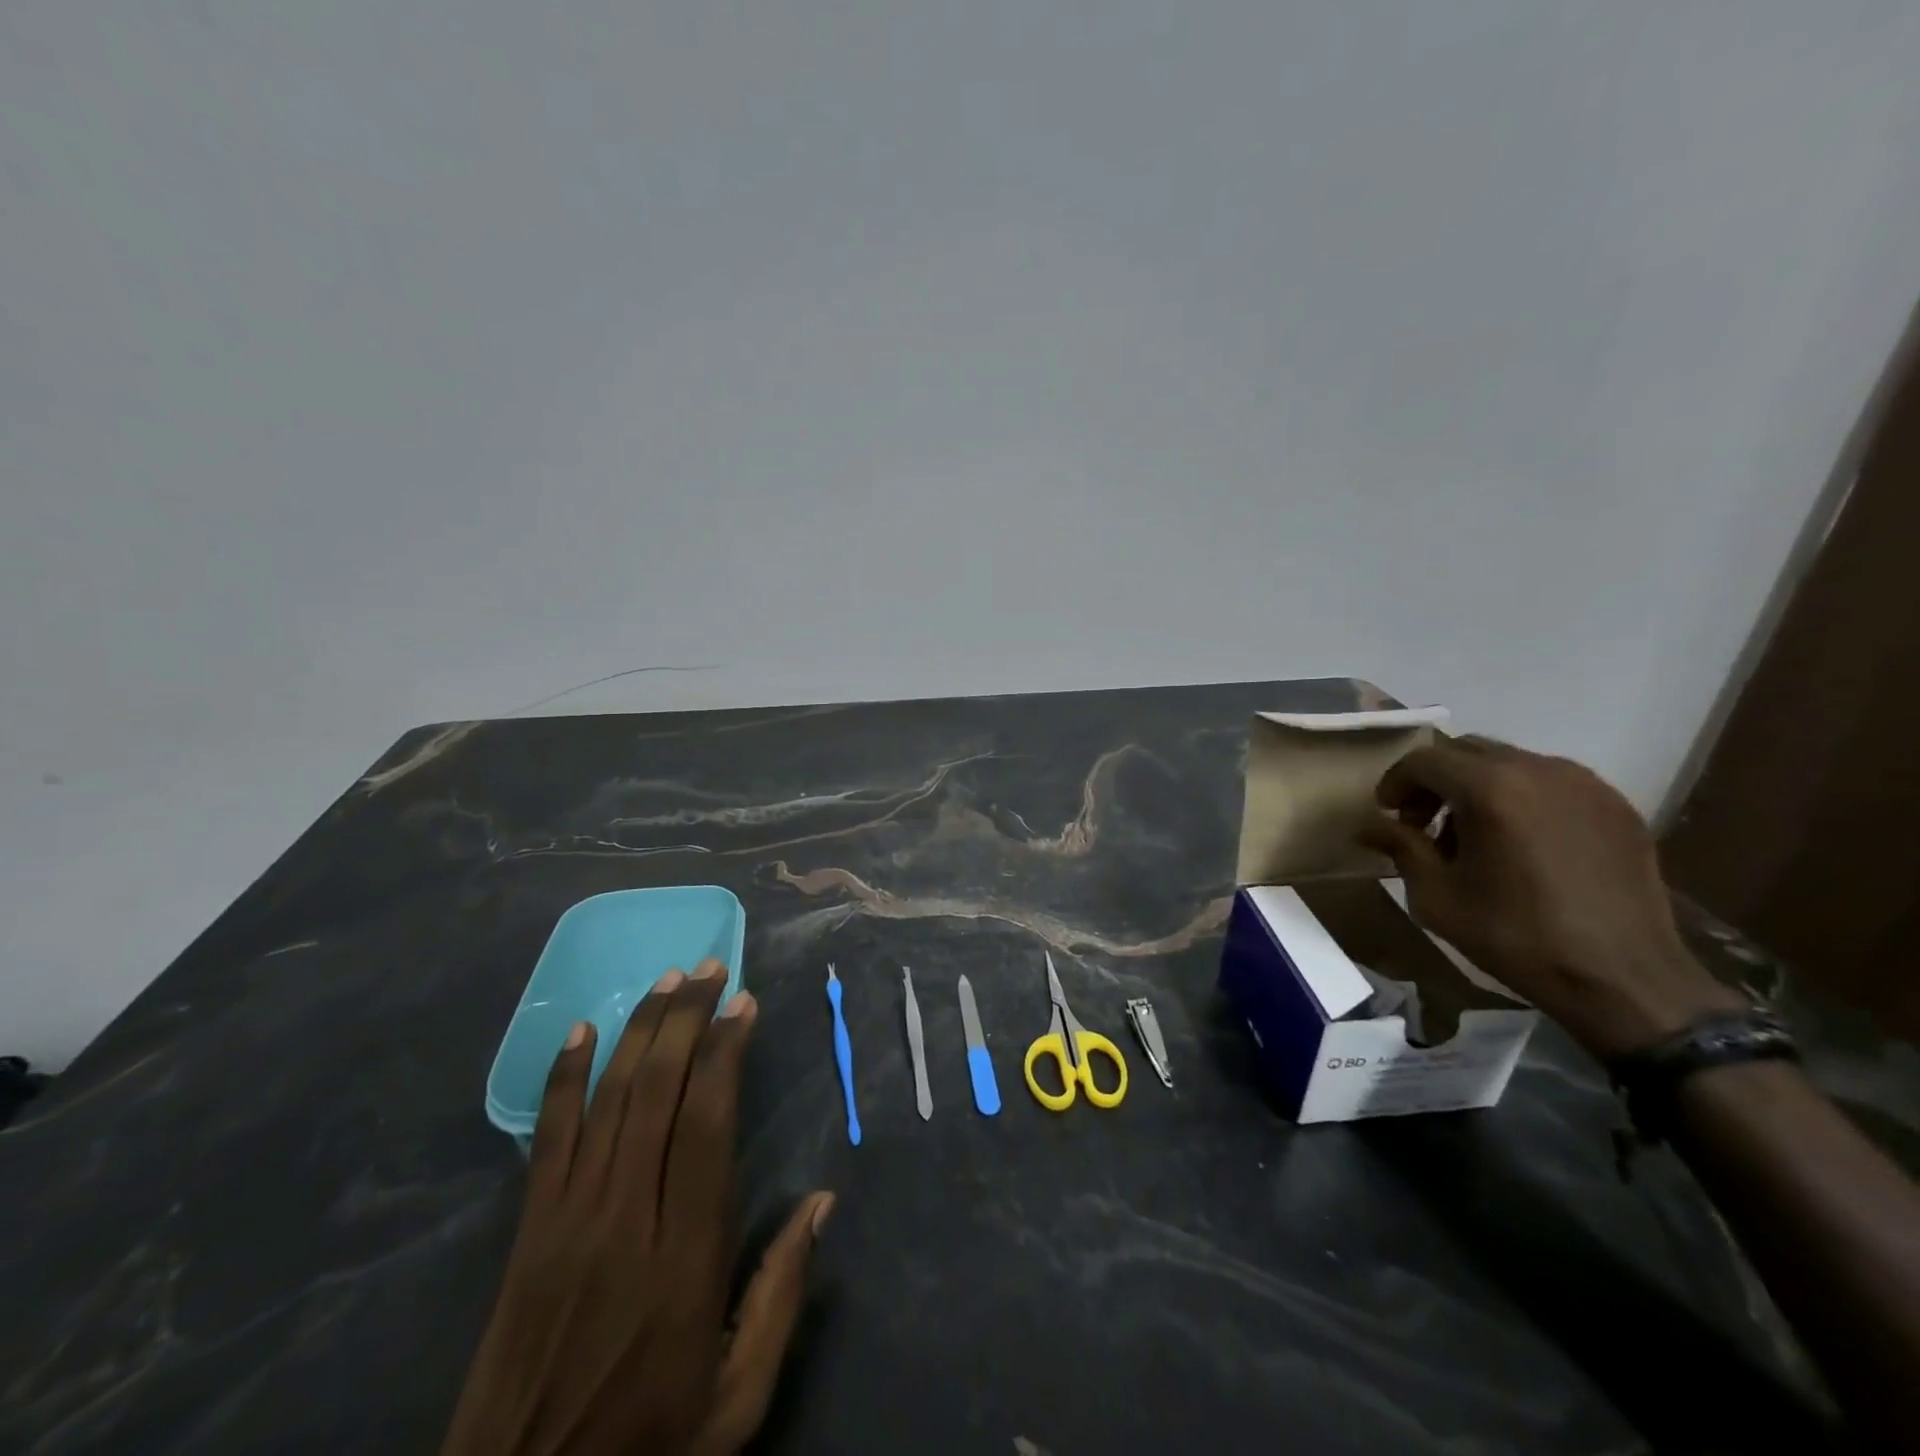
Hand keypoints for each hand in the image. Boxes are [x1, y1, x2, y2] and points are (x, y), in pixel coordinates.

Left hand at [443, 961, 834, 1455]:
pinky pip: (547, 1137)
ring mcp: (569, 1219)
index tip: (745, 1004)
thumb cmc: (647, 1445)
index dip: (726, 1052)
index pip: (706, 1124)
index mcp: (684, 1254)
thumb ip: (781, 1296)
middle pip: (656, 1092)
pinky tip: (582, 1031)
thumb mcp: (736, 1400)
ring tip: (668, 979)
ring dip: (640, 1029)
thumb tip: (821, 1201)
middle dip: (687, 1018)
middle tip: (711, 968)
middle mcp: (626, 1217)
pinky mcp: (529, 1231)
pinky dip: (564, 1077)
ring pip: (608, 1098)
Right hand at [1357, 738, 1741, 1061]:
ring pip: (1510, 762)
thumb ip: (1400, 847)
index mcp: (1490, 788)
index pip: (1424, 759)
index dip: (1395, 782)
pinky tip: (1521, 843)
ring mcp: (1585, 784)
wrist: (1624, 979)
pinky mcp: (1616, 805)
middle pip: (1466, 751)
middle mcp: (1539, 769)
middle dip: (1435, 780)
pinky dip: (1521, 798)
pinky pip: (1551, 782)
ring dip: (1478, 786)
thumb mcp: (1436, 896)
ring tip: (1473, 835)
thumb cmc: (1516, 936)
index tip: (1388, 814)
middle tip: (1423, 822)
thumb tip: (1369, 826)